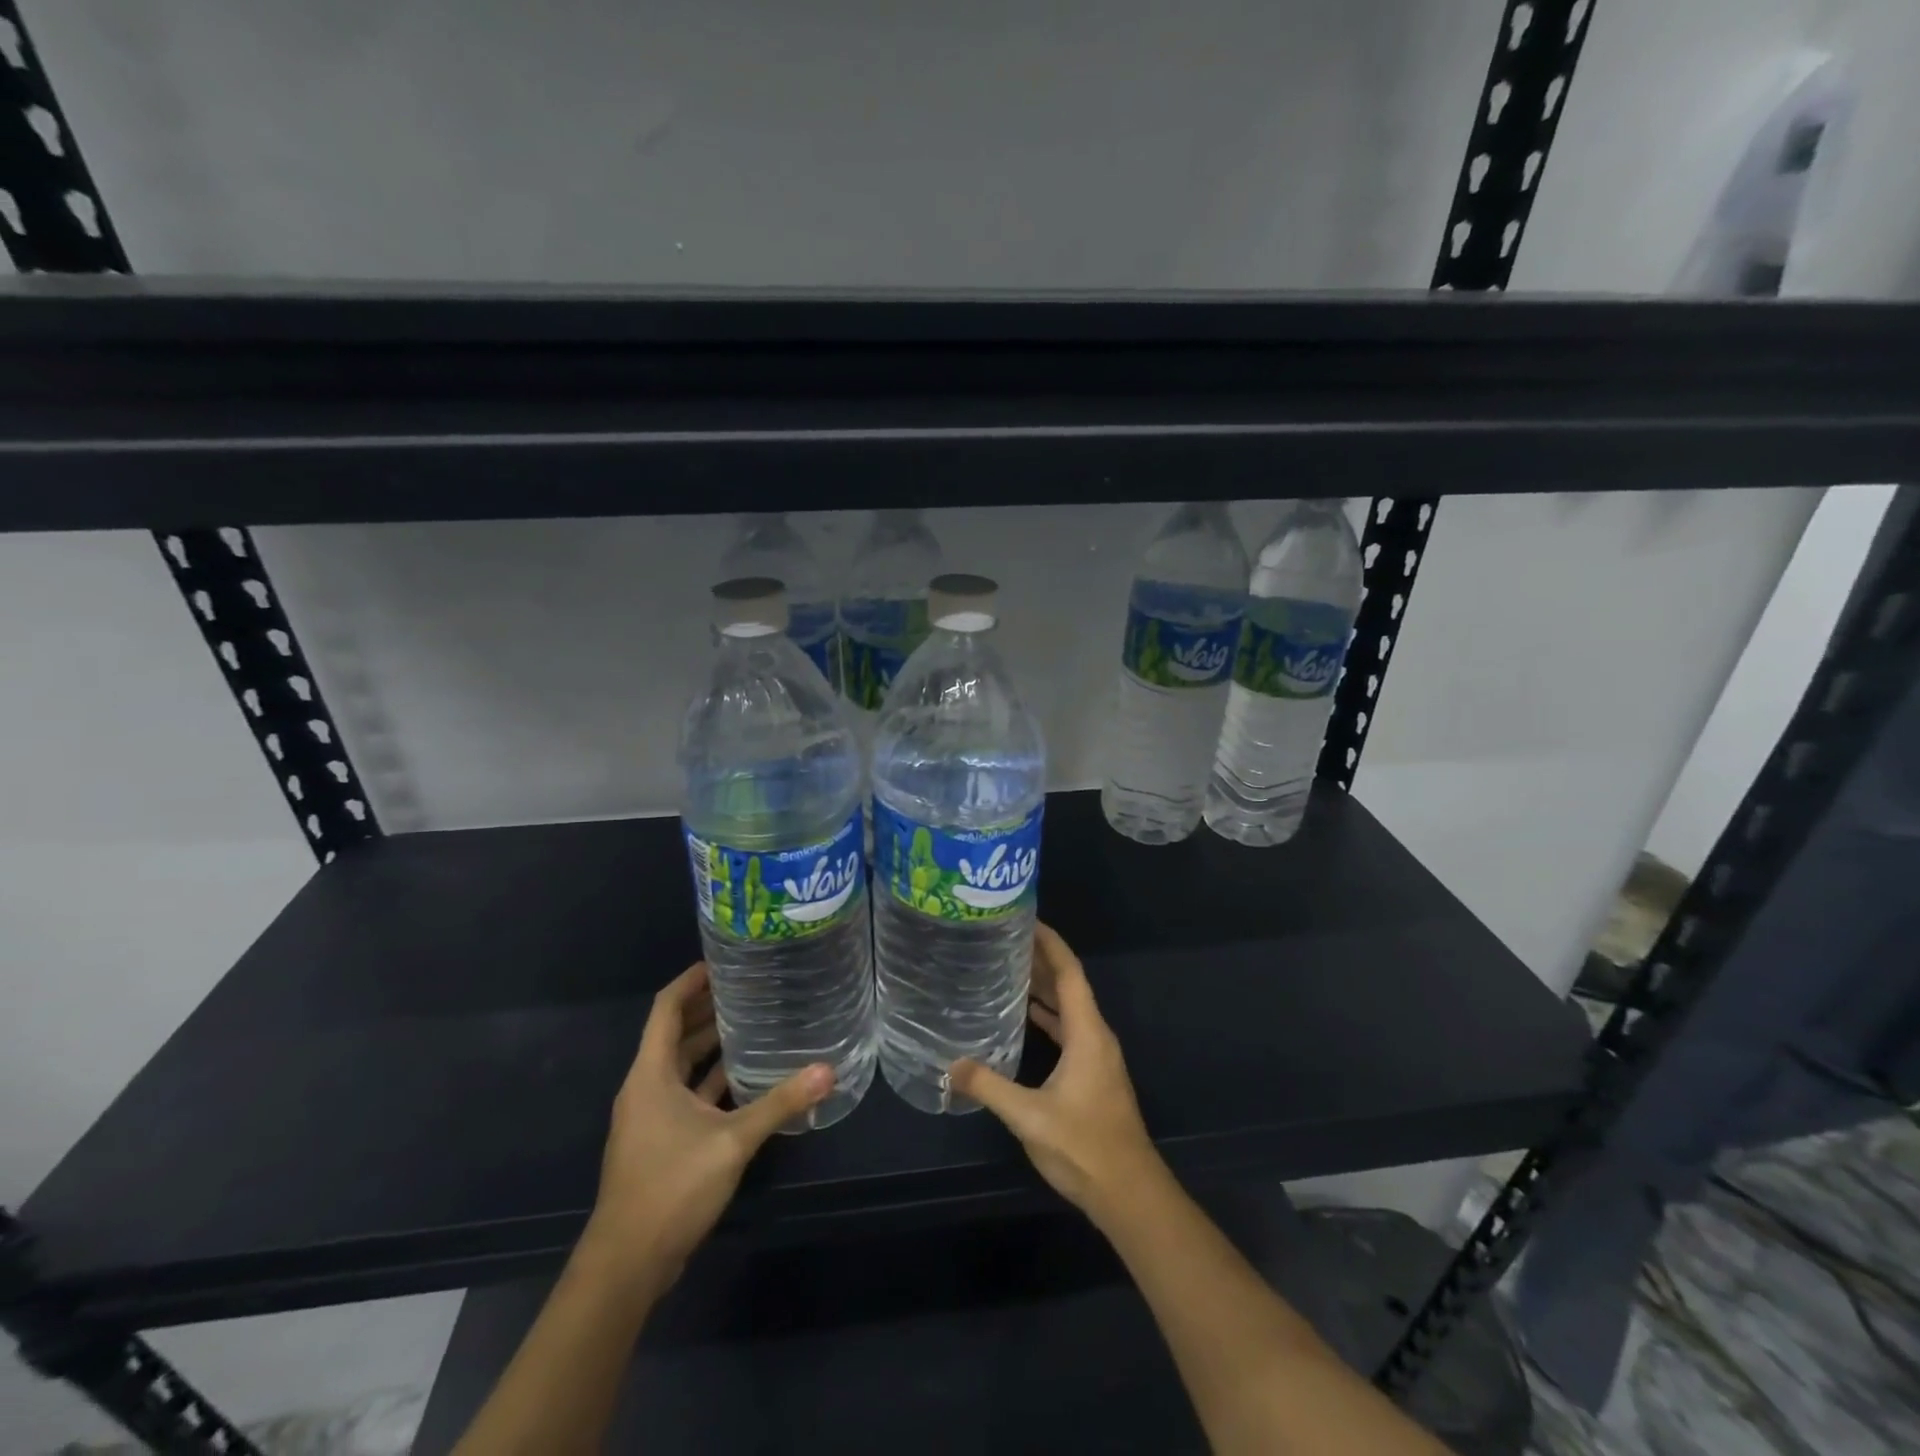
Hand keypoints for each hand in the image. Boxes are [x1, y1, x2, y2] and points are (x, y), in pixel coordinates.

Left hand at [583, 962, 833, 1291]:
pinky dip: (712, 1080)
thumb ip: (779, 1104)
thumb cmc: (671, 1187)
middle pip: (674, 1034)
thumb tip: (827, 1070)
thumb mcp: (732, 1141)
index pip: (666, 1009)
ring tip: (753, 1022)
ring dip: (710, 1045)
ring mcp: (651, 1117)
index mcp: (650, 1075)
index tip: (722, 960)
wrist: (627, 1264)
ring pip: (682, 1066)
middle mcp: (646, 1088)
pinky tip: (746, 1078)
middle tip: (749, 986)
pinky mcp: (661, 1142)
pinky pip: (688, 1094)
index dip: (691, 981)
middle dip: (707, 1008)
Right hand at [949, 922, 1164, 1225]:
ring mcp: (1096, 1055)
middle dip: (1041, 959)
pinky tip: (1025, 1017)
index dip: (1050, 942)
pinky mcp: (1092, 1073)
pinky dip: (1048, 1015)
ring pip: (1069, 1007)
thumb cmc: (1084, 1147)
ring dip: (1044, 986)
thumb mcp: (1030, 1117)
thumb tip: (950, 1065)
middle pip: (1069, 984)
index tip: (1026, 919)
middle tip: (1004, 939)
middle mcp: (1095, 1035)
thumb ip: (989, 1087)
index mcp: (1087, 1032)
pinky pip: (1069, 1029)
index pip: (1069, 972)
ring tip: (1009, 968)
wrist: (1129, 1193)